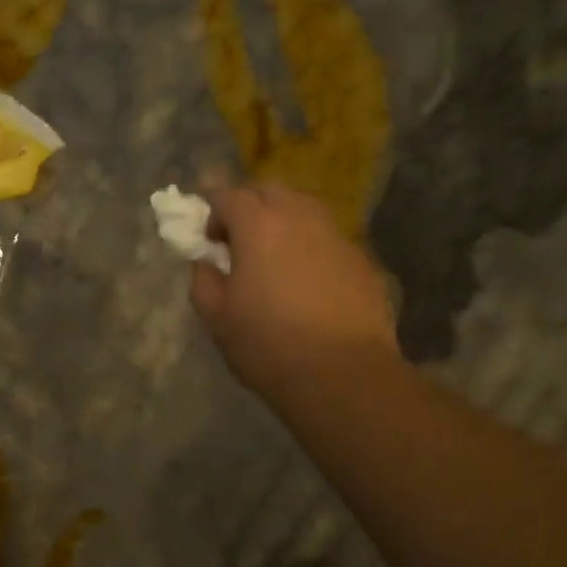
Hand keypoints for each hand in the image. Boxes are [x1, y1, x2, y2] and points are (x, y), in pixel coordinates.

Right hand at [191, 182, 398, 397]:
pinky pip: (329, 239)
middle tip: (239, 240)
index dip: (212, 209)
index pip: (228, 195)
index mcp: (259, 225)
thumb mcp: (217, 318)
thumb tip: (207, 262)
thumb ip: (203, 280)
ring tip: (274, 256)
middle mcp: (300, 218)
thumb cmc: (269, 345)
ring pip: (305, 209)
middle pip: (270, 191)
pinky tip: (308, 281)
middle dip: (249, 206)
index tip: (207, 236)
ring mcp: (337, 236)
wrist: (343, 375)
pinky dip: (312, 247)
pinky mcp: (362, 261)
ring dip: (283, 221)